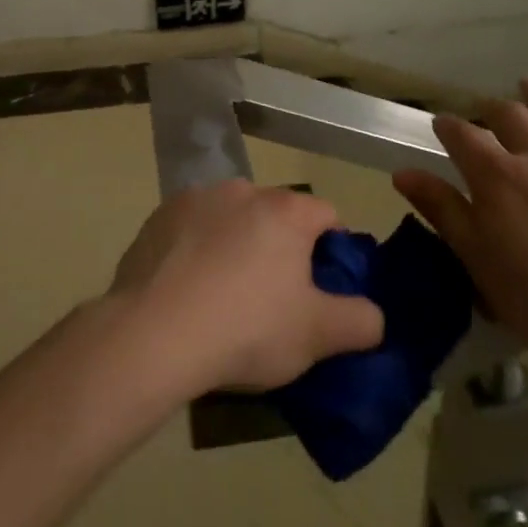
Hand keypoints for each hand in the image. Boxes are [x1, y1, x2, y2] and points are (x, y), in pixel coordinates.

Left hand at [108, 181, 384, 396]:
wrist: (154, 332)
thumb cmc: (247, 328)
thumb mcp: (318, 336)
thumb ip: (360, 321)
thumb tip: (373, 314)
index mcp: (285, 210)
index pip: (327, 215)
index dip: (333, 250)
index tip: (323, 288)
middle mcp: (242, 190)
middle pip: (276, 214)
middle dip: (281, 247)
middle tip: (274, 298)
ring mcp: (195, 198)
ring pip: (232, 217)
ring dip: (237, 244)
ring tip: (225, 296)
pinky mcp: (158, 215)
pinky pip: (192, 228)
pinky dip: (197, 248)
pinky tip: (187, 289)